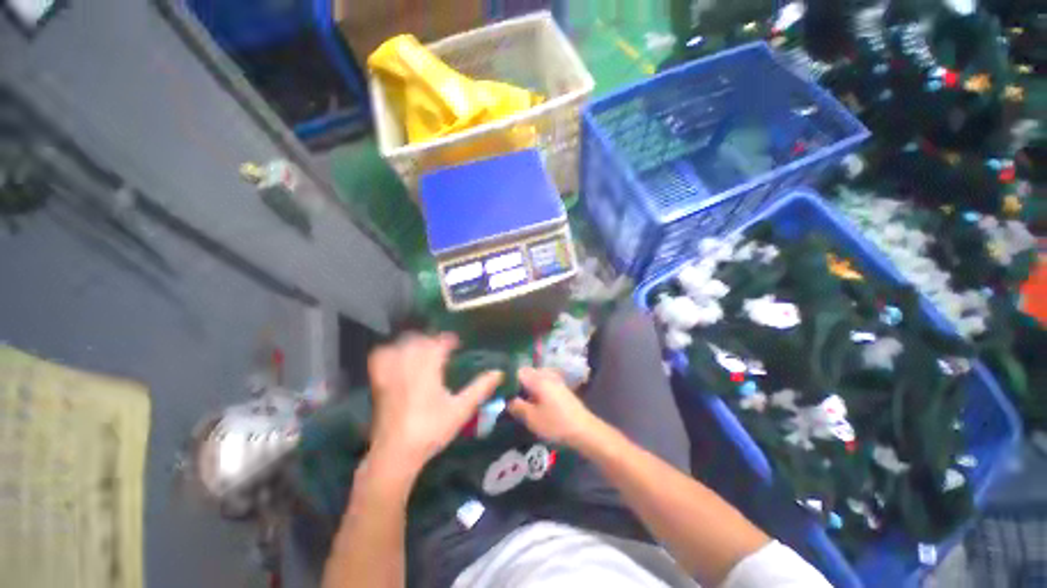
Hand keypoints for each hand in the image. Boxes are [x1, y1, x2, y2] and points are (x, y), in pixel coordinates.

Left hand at [367, 333, 502, 474]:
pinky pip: (380, 358)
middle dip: (432, 339)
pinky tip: (397, 356)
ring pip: (400, 346)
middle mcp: (408, 366)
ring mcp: (390, 374)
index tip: (457, 343)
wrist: (395, 454)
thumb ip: (480, 388)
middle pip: (419, 341)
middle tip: (442, 347)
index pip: (439, 344)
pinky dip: (389, 352)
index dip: (449, 340)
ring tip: (422, 348)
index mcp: (428, 370)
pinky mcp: (379, 383)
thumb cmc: (432, 430)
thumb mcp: (461, 410)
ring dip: (413, 342)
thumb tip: (499, 372)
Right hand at [508, 367, 602, 447]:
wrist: (583, 429)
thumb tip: (507, 399)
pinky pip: (543, 382)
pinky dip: (536, 388)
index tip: (500, 391)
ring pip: (535, 377)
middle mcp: (546, 374)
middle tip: (509, 398)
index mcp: (537, 379)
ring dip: (527, 386)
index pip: (517, 371)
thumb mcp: (531, 418)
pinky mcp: (560, 386)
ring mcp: (555, 379)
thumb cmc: (555, 423)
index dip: (507, 380)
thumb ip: (516, 406)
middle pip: (526, 373)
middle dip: (517, 383)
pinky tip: (534, 401)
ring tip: (520, 401)